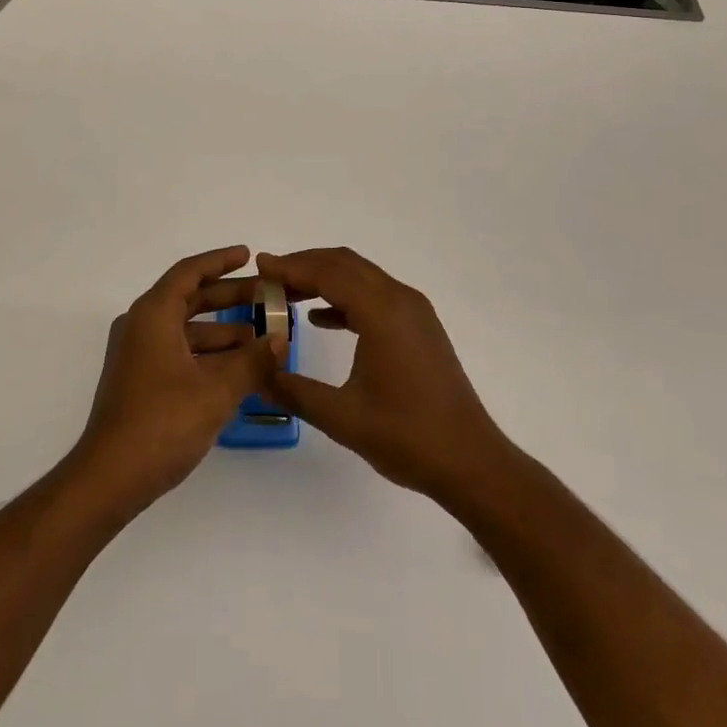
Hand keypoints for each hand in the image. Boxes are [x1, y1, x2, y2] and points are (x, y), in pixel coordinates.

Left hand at [70, 246, 281, 516]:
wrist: (110, 477)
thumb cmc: (162, 423)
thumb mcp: (216, 391)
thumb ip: (252, 361)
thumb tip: (281, 341)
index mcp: (153, 314)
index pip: (190, 272)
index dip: (220, 261)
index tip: (249, 255)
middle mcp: (141, 325)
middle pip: (189, 298)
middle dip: (229, 297)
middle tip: (266, 297)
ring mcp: (137, 353)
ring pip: (185, 328)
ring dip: (222, 330)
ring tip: (261, 339)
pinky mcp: (139, 378)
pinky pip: (178, 350)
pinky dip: (207, 353)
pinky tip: (237, 370)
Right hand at [261, 248, 510, 500]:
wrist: (471, 462)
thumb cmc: (407, 438)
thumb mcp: (342, 418)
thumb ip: (294, 391)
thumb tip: (255, 375)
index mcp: (382, 312)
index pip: (328, 273)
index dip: (291, 267)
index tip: (259, 266)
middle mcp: (399, 299)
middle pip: (344, 264)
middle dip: (304, 266)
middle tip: (269, 279)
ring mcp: (413, 311)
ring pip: (360, 276)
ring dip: (324, 279)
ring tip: (287, 295)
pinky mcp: (419, 326)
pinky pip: (374, 294)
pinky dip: (345, 297)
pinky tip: (321, 318)